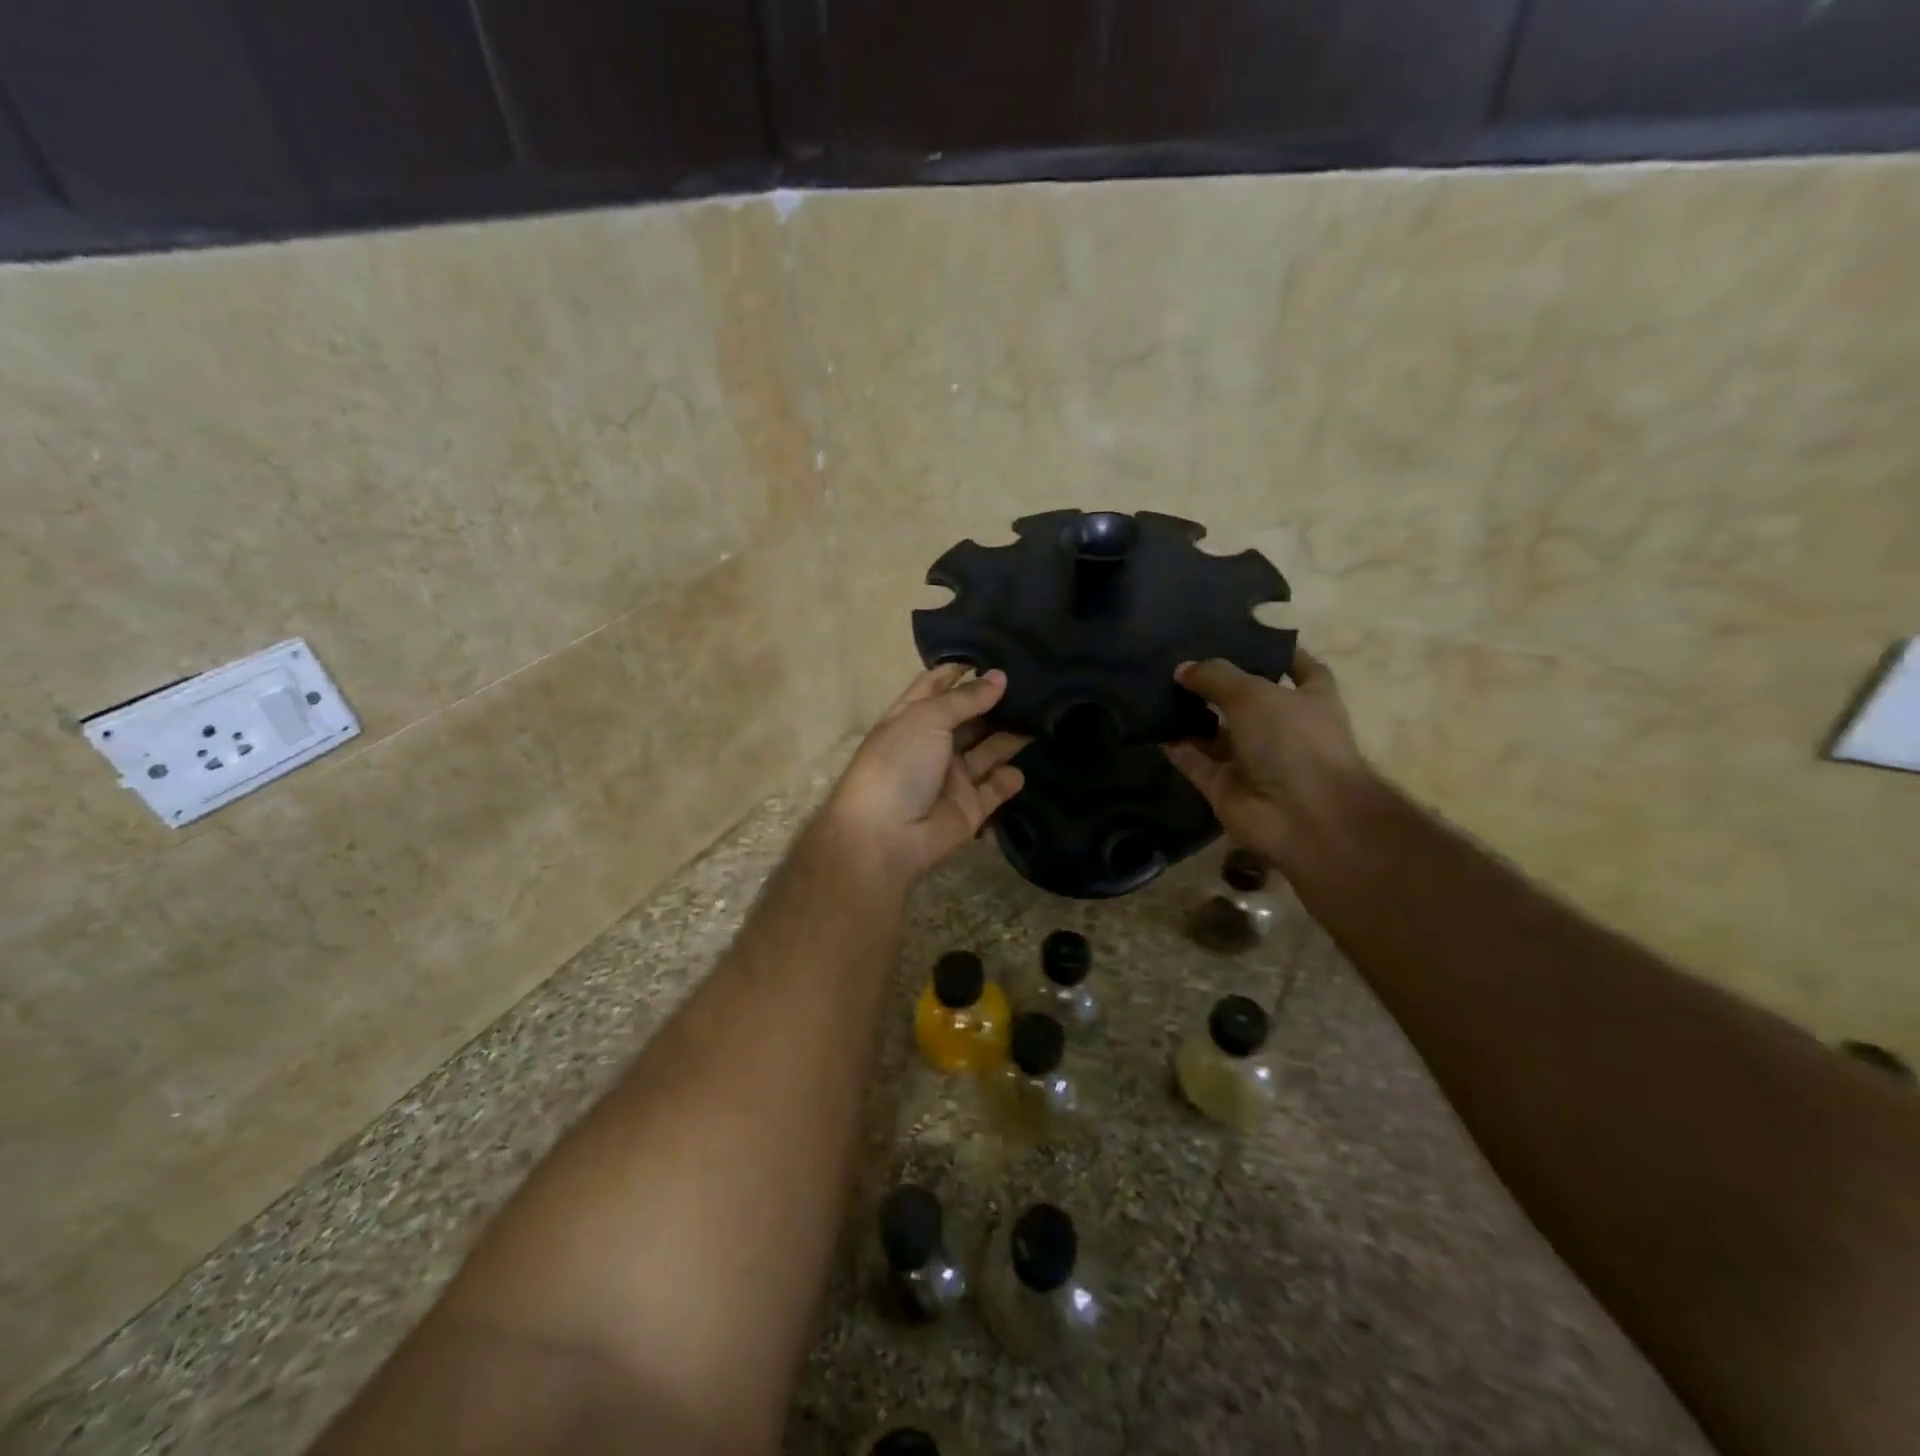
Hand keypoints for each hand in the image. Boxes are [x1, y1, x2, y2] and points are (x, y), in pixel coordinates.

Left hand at [819, 665, 1028, 888]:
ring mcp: (952, 777)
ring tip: (1044, 716)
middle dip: (997, 702)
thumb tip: (1000, 676)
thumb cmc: (898, 763)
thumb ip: (966, 698)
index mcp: (912, 718)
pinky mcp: (970, 807)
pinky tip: (1022, 767)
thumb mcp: (928, 718)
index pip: (937, 686)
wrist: (886, 836)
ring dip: (1010, 736)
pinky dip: (1009, 779)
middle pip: (970, 718)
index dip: (962, 670)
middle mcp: (933, 744)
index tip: (997, 654)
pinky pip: (995, 789)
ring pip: (988, 750)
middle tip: (1037, 684)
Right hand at [1165, 648, 1374, 869]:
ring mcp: (1253, 761)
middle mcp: (1282, 730)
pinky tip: (1152, 724)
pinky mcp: (1224, 787)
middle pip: (1246, 701)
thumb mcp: (1255, 694)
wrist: (1302, 817)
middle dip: (1217, 683)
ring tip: (1157, 687)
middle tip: (1180, 660)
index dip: (1275, 653)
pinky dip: (1177, 746)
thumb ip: (1216, 676)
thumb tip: (1183, 668)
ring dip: (1190, 714)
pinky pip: (1195, 762)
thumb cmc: (1294, 741)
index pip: (1299, 669)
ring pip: (1215, 733)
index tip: (1241, 637)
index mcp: (1309, 700)